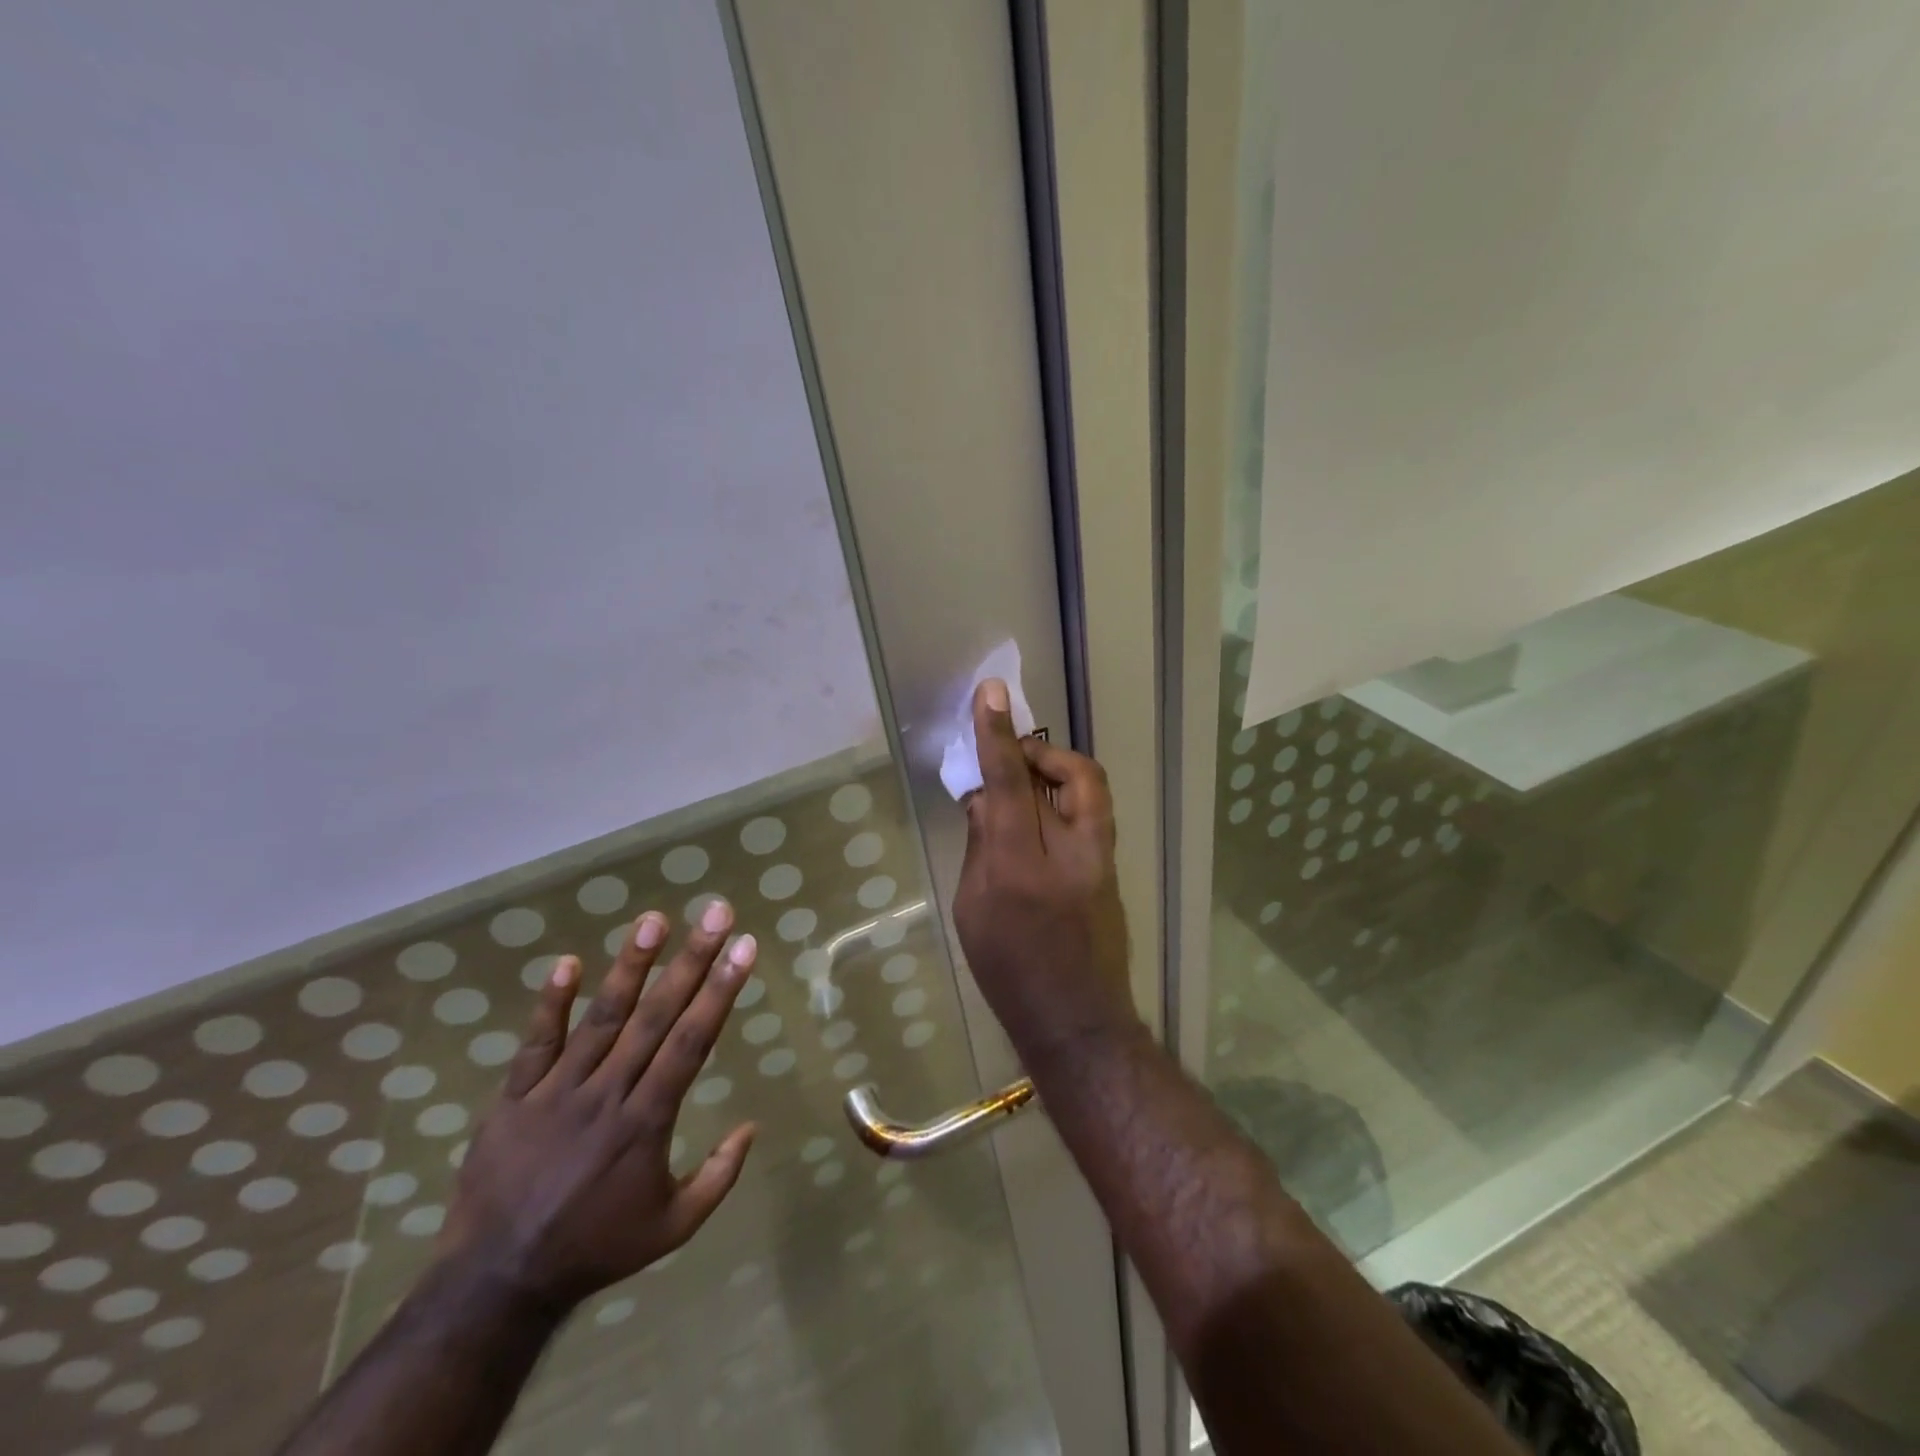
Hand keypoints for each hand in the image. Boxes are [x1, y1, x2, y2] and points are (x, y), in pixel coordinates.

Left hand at [436, 899, 756, 1314]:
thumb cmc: (595, 1249)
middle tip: (715, 914)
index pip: (691, 1042)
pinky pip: (535, 1044)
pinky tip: (567, 962)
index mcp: (647, 1121)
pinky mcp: (515, 1098)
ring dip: (630, 966)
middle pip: (655, 1016)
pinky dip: (550, 1004)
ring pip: (601, 1018)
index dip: (720, 991)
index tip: (744, 948)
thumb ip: (718, 1177)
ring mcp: (557, 1092)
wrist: (496, 1284)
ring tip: (653, 920)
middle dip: (691, 960)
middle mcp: (607, 1094)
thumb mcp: (672, 1227)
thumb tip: (753, 1126)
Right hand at [953, 678, 1138, 1061]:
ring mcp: (1101, 860)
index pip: (1008, 783)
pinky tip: (1040, 821)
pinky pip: (1090, 813)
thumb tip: (985, 798)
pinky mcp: (1112, 869)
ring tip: (1025, 787)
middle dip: (1040, 751)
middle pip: (1071, 772)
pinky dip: (1065, 799)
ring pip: (1089, 788)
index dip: (997, 735)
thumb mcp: (974, 909)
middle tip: (1012, 759)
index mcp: (1020, 866)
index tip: (991, 693)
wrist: (1078, 1021)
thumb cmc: (1010, 972)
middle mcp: (1070, 852)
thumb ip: (981, 846)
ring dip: (1057, 771)